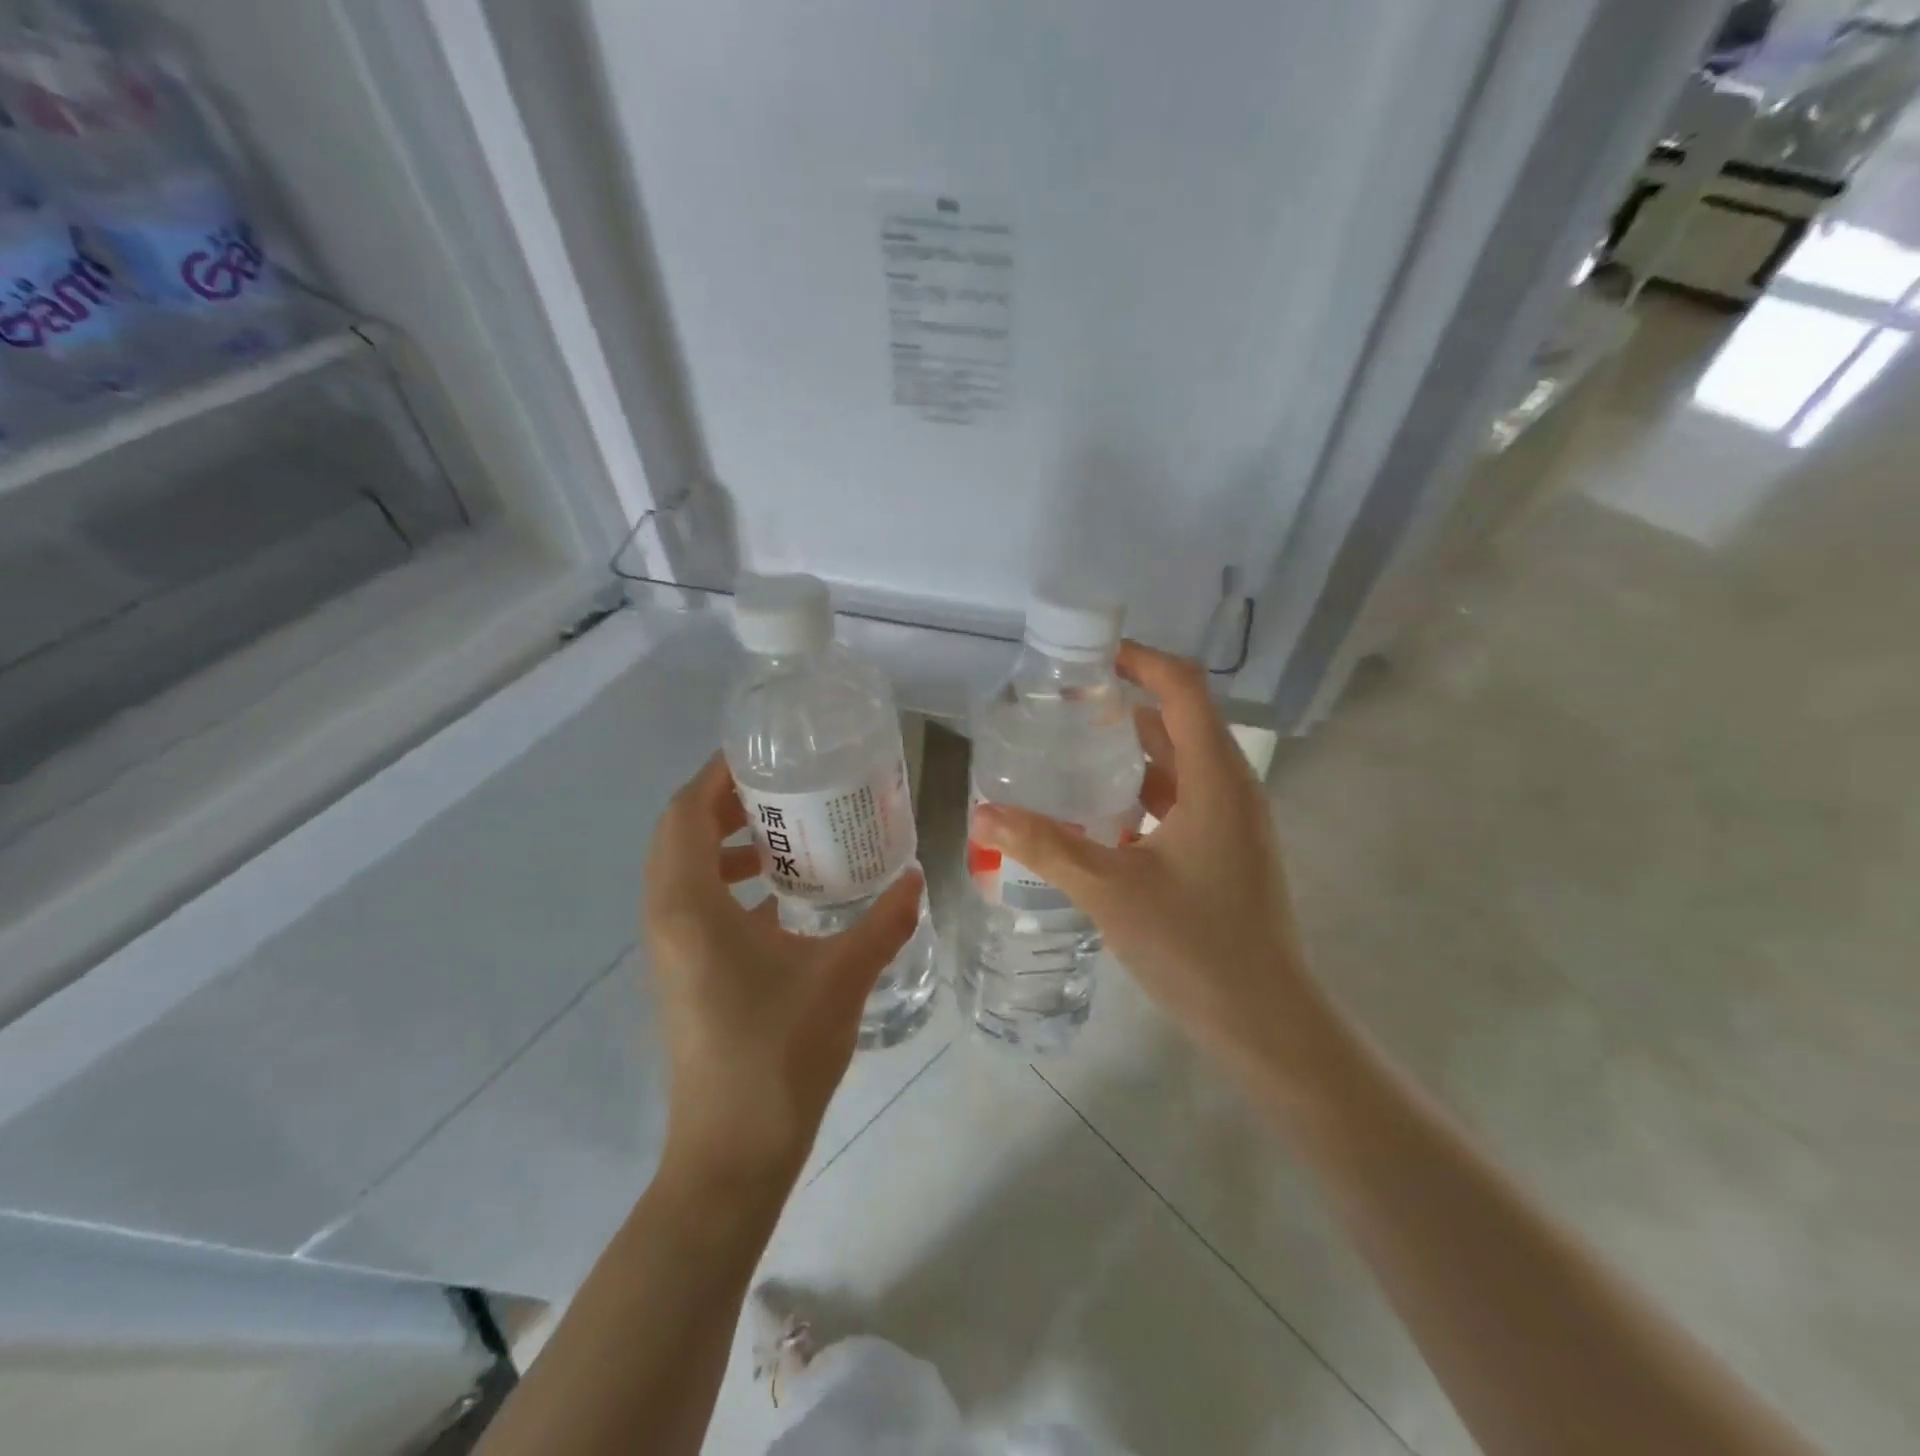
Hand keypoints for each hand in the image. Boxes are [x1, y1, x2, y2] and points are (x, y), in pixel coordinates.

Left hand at [644, 755, 921, 1188]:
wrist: (732, 1153)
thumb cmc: (778, 1053)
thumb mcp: (842, 977)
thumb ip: (882, 920)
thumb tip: (916, 876)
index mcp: (690, 906)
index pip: (684, 813)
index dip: (716, 776)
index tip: (763, 756)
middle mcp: (668, 919)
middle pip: (679, 835)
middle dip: (724, 804)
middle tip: (783, 790)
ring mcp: (671, 951)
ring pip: (685, 872)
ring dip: (725, 844)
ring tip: (786, 837)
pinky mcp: (684, 975)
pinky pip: (696, 905)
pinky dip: (730, 884)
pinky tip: (784, 899)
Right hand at [971, 643, 1316, 1079]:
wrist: (1265, 1021)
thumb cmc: (1196, 945)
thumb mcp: (1111, 889)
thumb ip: (1045, 846)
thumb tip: (982, 815)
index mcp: (1216, 779)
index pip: (1183, 688)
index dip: (1140, 660)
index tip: (1089, 655)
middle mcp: (1231, 788)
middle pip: (1179, 721)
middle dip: (1124, 704)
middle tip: (1063, 705)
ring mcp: (1233, 822)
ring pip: (1179, 764)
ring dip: (1131, 751)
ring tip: (1070, 750)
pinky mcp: (1226, 851)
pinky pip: (1180, 800)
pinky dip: (1141, 792)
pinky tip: (1096, 815)